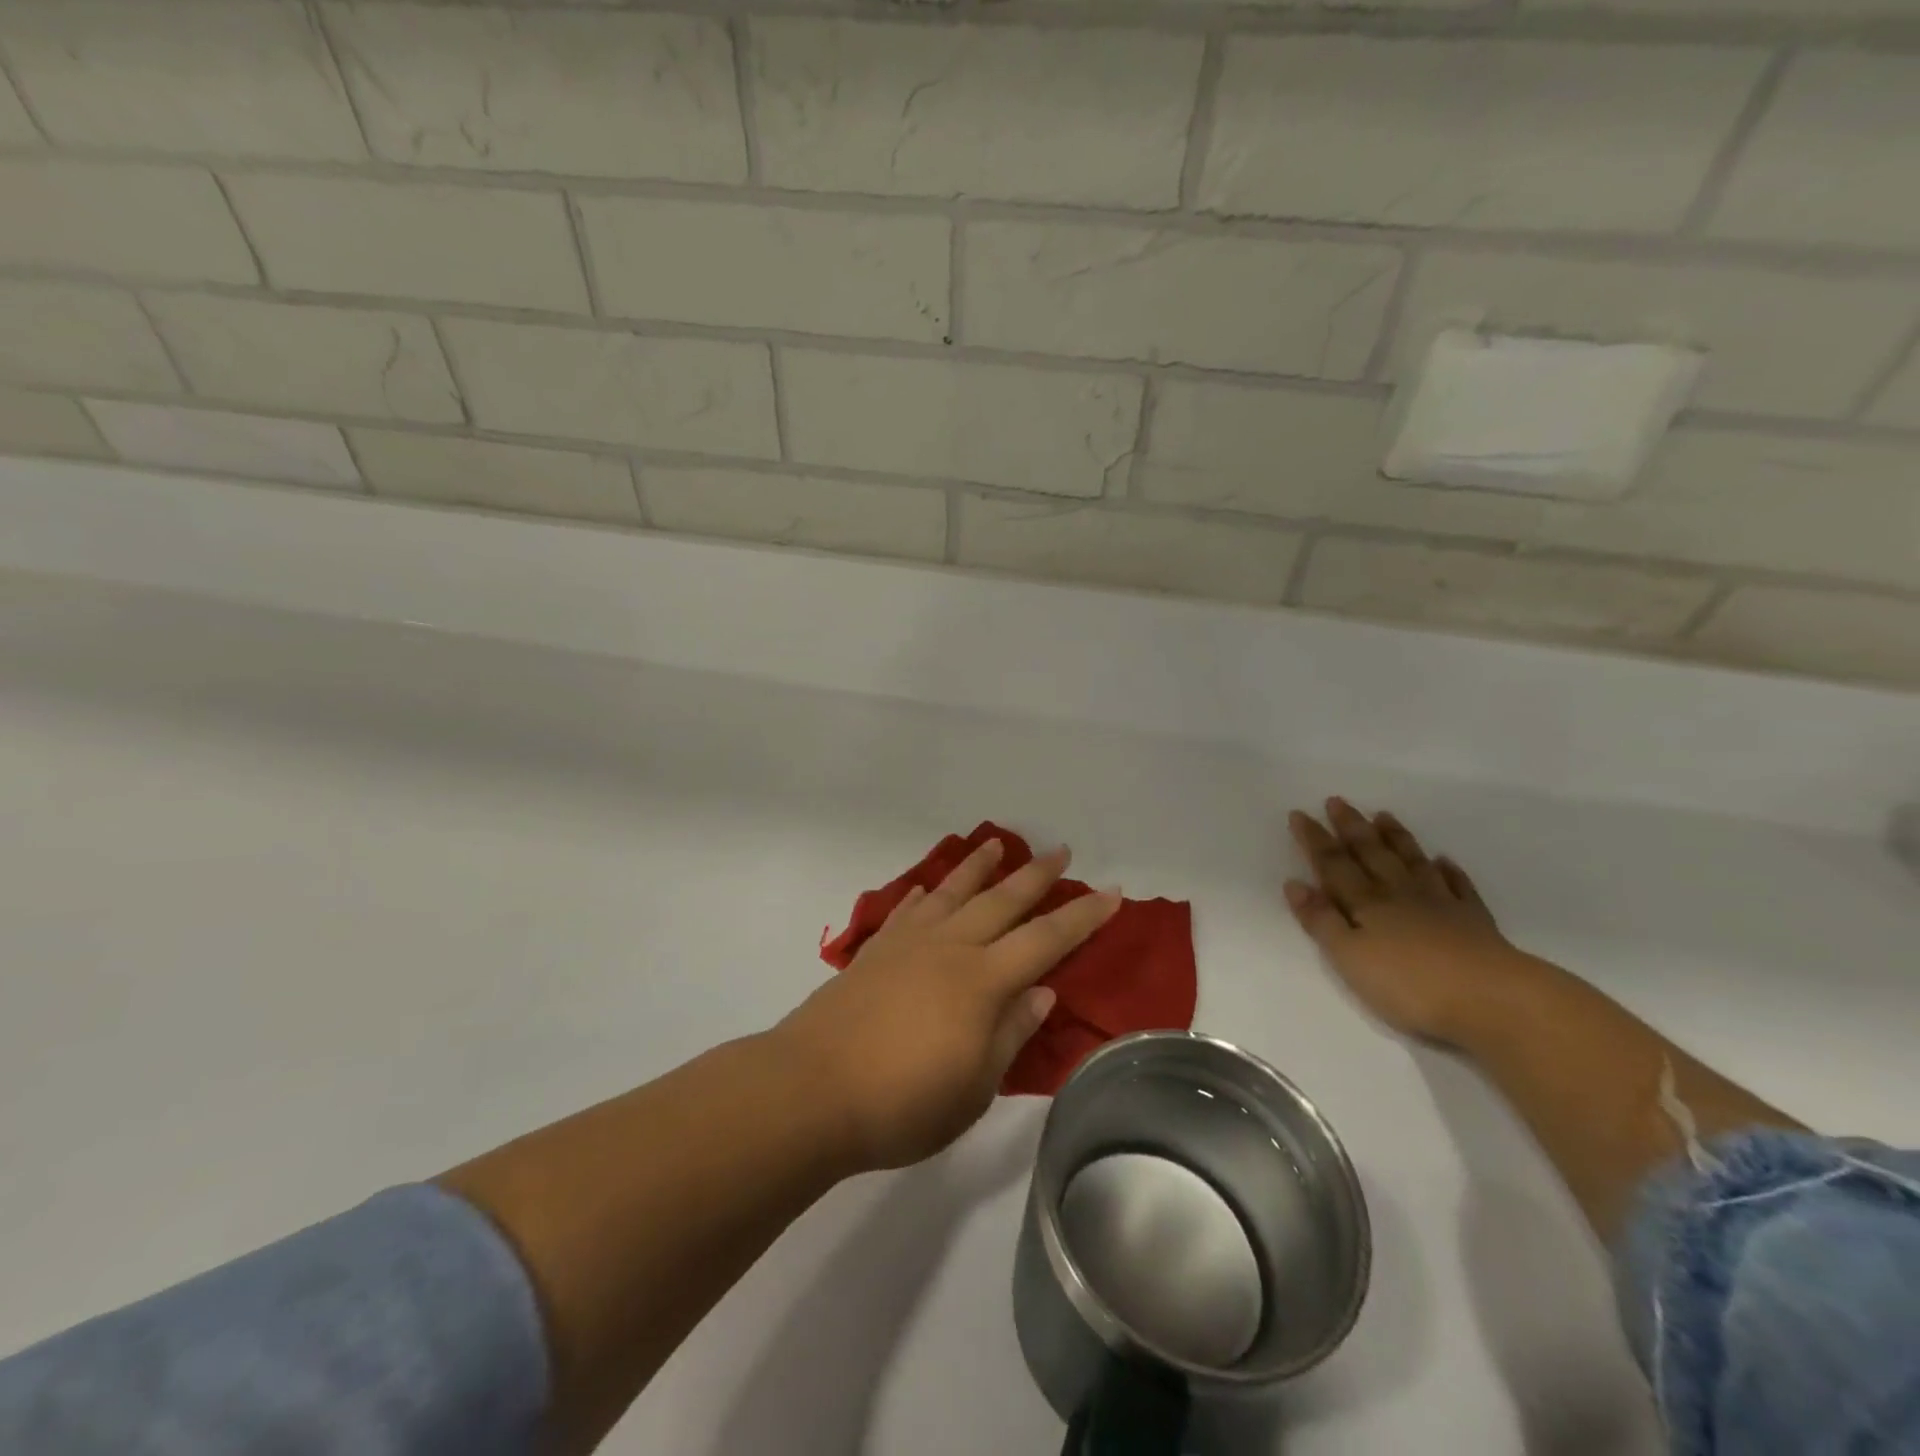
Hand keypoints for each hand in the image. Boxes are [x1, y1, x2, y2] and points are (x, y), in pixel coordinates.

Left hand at [776, 838, 1119, 1171]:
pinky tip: (926, 889)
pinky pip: (905, 911)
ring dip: (978, 867)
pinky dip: (922, 895)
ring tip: (996, 844)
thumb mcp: (974, 1087)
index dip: (1082, 917)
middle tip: (1061, 851)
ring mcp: (908, 944)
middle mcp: (949, 949)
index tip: (1111, 892)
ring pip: (952, 893)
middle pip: (1001, 902)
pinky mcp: (873, 952)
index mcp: (983, 982)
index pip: (1046, 940)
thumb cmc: (902, 1102)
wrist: (811, 1090)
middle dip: (1035, 876)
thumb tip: (1042, 990)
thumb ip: (1010, 1034)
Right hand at [1285, 798, 1539, 1045]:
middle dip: (1351, 827)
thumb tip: (1295, 883)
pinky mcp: (1474, 921)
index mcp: (1366, 903)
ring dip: (1395, 838)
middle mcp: (1399, 893)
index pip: (1333, 864)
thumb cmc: (1409, 984)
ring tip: (1384, 815)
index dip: (1314, 839)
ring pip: (1412, 861)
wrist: (1492, 999)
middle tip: (1338, 801)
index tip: (1299, 813)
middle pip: (1371, 853)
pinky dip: (1449, 870)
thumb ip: (1322, 921)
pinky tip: (1444, 860)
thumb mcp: (1350, 957)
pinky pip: (1459, 886)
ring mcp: (1440, 904)